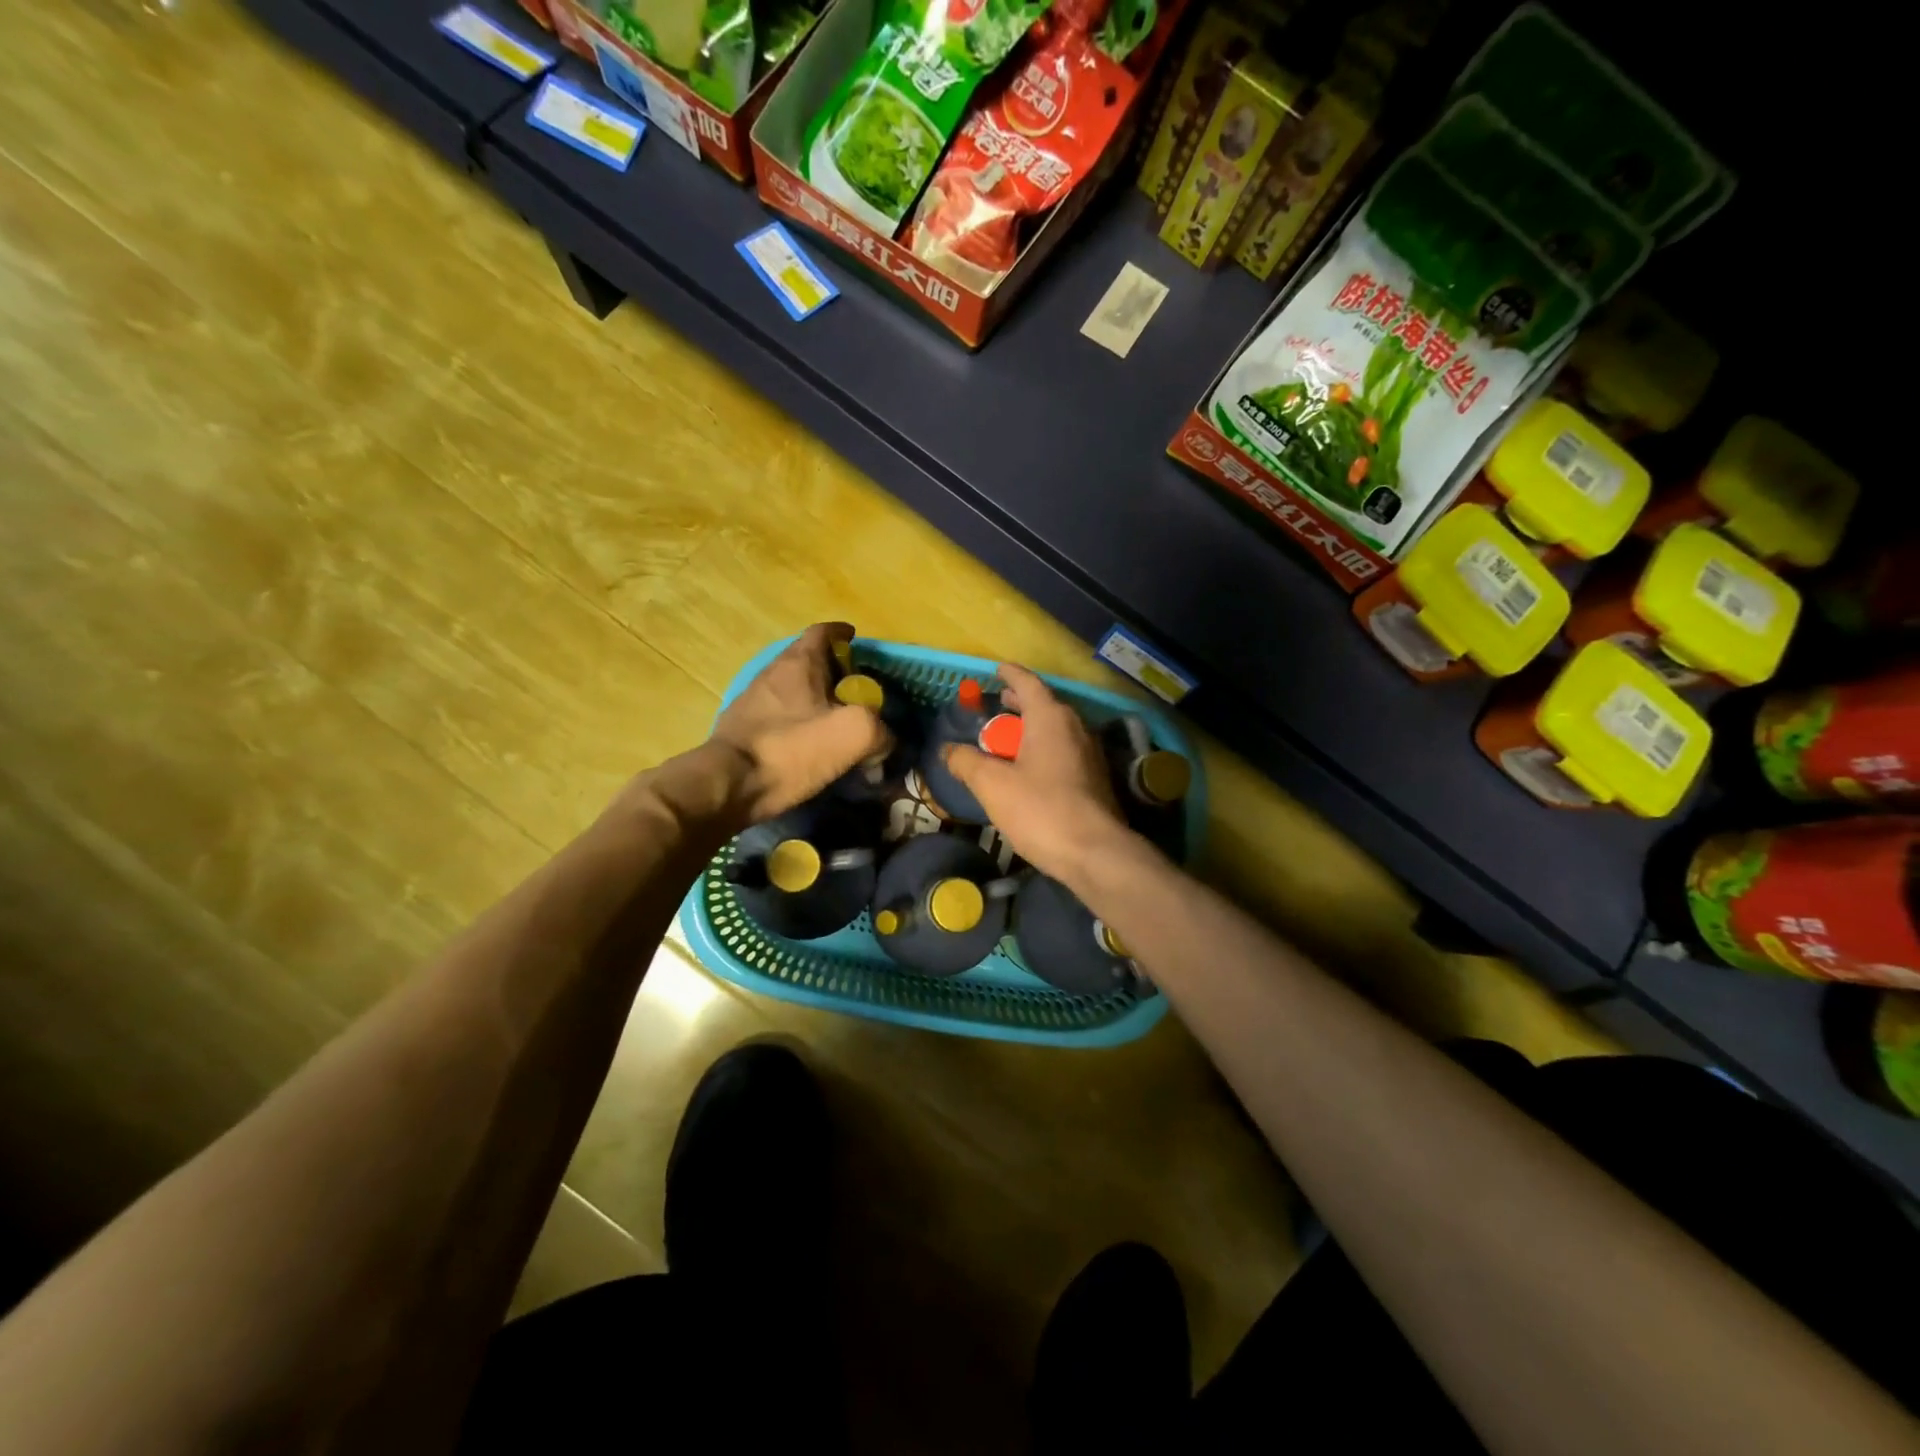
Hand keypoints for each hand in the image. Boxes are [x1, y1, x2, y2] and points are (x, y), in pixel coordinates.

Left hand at [709, 623, 890, 823]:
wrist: (729, 785)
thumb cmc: (792, 749)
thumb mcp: (853, 735)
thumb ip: (880, 730)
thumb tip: (884, 739)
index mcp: (799, 663)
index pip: (822, 632)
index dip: (842, 633)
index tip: (856, 640)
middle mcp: (772, 673)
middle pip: (805, 660)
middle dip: (831, 669)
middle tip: (855, 688)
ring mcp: (752, 701)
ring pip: (790, 688)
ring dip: (812, 697)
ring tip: (834, 718)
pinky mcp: (742, 730)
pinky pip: (777, 715)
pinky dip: (796, 721)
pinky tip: (808, 743)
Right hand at [943, 663, 1132, 886]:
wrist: (1095, 853)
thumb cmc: (1041, 810)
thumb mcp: (992, 785)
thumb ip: (966, 762)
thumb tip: (948, 750)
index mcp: (1051, 718)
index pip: (1028, 683)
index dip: (1010, 674)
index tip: (996, 670)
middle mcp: (1075, 727)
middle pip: (1044, 704)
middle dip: (1019, 703)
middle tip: (997, 705)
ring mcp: (1089, 753)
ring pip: (1056, 729)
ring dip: (1031, 728)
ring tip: (1008, 738)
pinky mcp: (1095, 778)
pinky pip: (1064, 750)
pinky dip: (1043, 748)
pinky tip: (1029, 768)